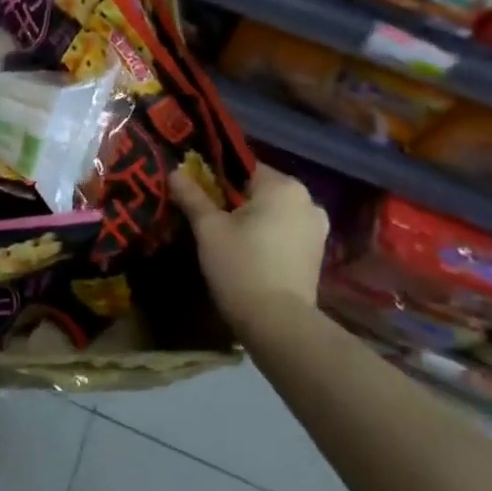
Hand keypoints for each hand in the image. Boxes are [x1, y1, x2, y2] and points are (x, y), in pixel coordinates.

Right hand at [172, 161, 327, 337]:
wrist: (277, 323)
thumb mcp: (208, 228)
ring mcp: (317, 229)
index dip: (217, 178)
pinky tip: (248, 254)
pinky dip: (267, 237)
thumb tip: (175, 171)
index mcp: (284, 187)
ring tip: (225, 238)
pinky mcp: (317, 254)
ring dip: (252, 220)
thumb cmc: (240, 265)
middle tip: (207, 218)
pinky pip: (285, 233)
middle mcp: (308, 201)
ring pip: (274, 213)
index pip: (244, 167)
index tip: (197, 194)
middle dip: (235, 200)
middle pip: (260, 190)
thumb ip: (192, 196)